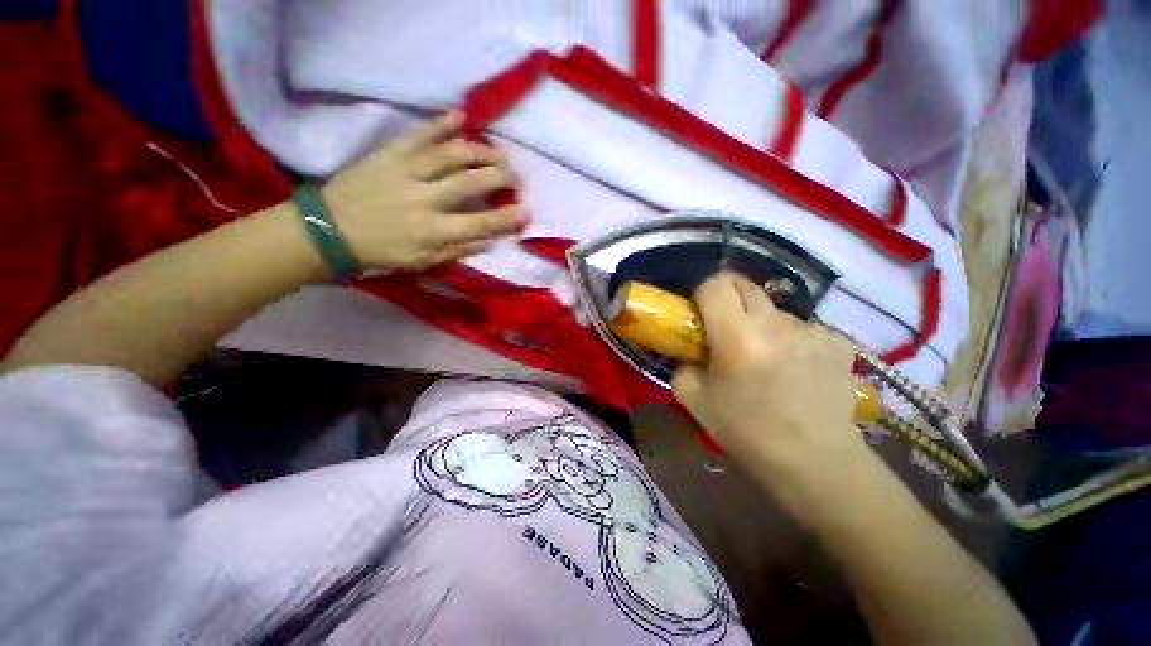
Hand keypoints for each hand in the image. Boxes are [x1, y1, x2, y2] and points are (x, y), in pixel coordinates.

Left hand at [323, 110, 526, 270]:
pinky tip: (462, 116)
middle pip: (470, 182)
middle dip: (500, 177)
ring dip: (481, 151)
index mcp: (433, 231)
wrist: (329, 230)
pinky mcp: (388, 154)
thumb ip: (458, 250)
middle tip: (516, 176)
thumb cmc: (382, 252)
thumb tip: (490, 239)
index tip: (526, 211)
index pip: (480, 223)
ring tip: (499, 153)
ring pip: (451, 154)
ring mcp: (406, 172)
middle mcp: (424, 199)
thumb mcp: (423, 262)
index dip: (506, 217)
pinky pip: (418, 134)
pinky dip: (441, 123)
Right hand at [672, 273, 867, 492]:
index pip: (715, 285)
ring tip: (764, 357)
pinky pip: (801, 327)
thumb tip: (691, 348)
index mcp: (737, 337)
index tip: (700, 313)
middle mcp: (777, 324)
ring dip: (760, 323)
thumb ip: (683, 363)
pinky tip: (793, 367)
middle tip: (724, 327)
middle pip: (744, 284)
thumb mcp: (693, 398)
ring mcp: (812, 330)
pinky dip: (789, 339)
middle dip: (728, 298)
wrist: (814, 462)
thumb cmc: (746, 431)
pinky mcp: (838, 341)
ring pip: (773, 308)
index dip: (702, 293)